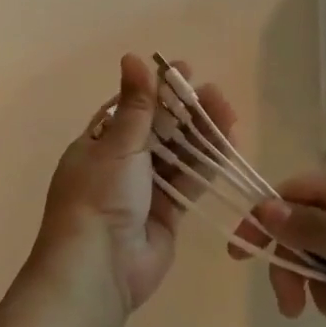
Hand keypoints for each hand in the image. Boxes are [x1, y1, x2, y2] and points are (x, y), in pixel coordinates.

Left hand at [35, 53, 236, 317]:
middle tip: (214, 92)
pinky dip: (207, 163)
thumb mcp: (117, 144)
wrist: (98, 269)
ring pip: (177, 154)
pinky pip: (190, 181)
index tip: (183, 70)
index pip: (130, 107)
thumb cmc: (100, 196)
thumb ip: (136, 104)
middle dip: (185, 110)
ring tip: (228, 110)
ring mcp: (145, 190)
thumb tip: (132, 56)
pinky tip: (229, 143)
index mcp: (97, 143)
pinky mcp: (168, 214)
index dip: (156, 89)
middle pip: (158, 129)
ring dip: (200, 133)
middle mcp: (120, 164)